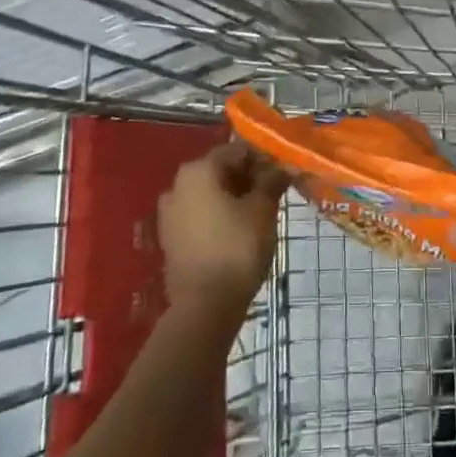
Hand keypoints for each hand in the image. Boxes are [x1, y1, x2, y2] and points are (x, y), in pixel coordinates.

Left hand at [159, 143, 288, 314]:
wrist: (204, 306)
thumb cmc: (237, 248)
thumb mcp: (263, 210)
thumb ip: (272, 180)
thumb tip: (285, 165)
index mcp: (198, 170)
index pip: (238, 150)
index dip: (264, 158)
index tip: (285, 171)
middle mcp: (177, 184)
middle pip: (221, 170)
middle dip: (249, 177)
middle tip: (276, 192)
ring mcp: (170, 212)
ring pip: (210, 193)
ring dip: (235, 196)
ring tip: (261, 212)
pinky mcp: (170, 237)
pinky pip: (200, 214)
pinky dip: (220, 215)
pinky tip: (240, 230)